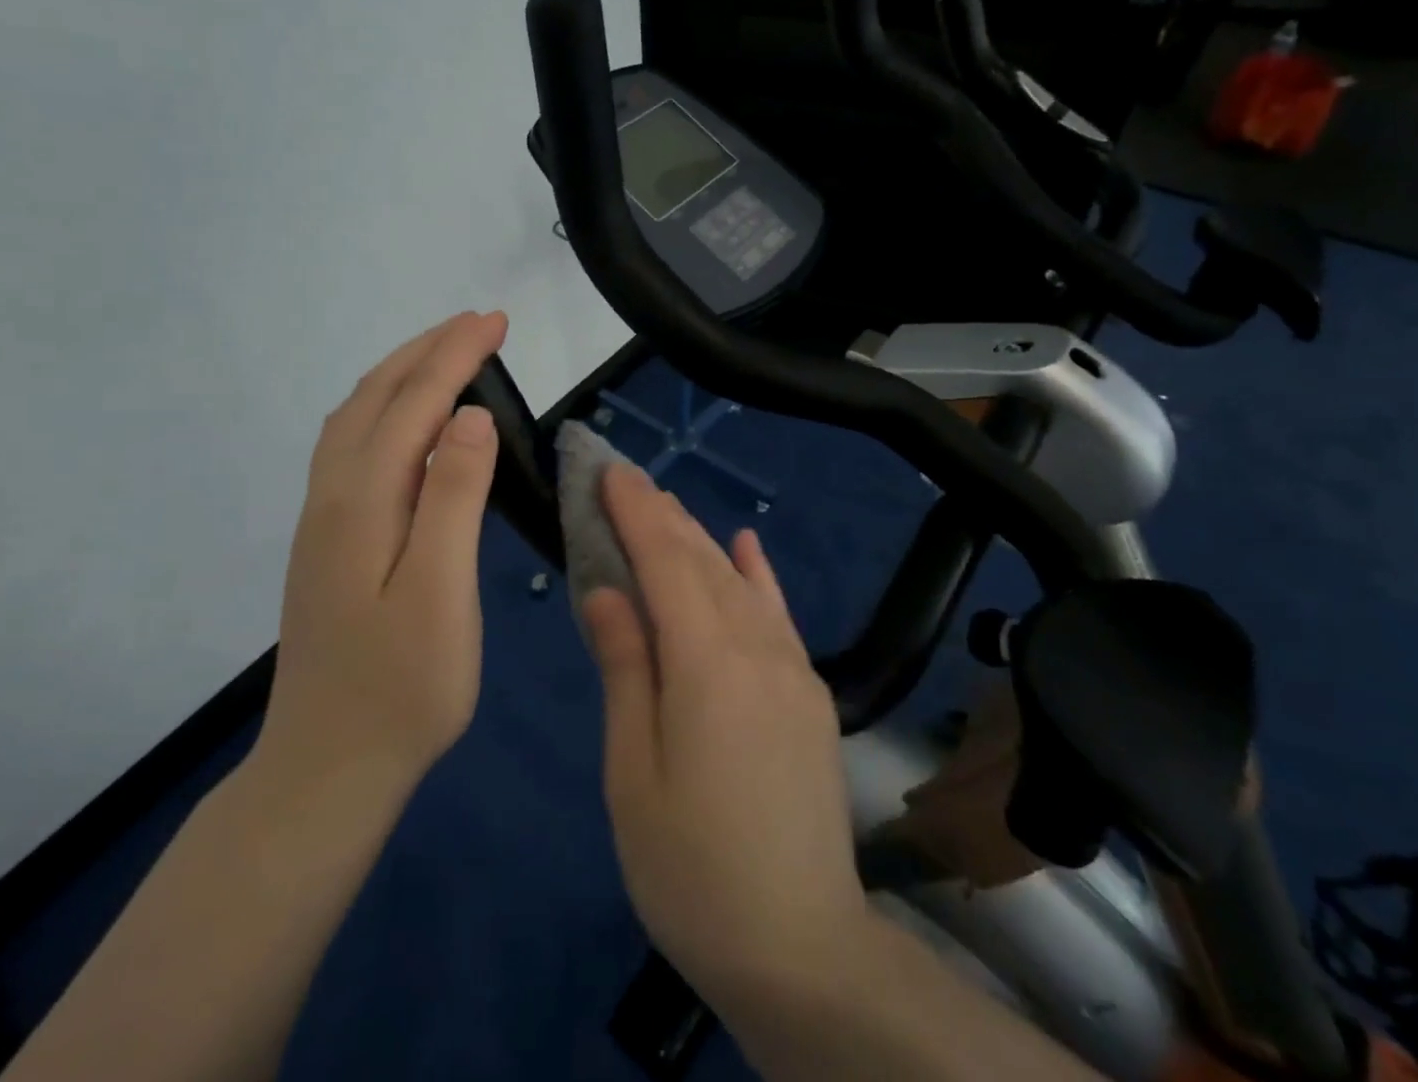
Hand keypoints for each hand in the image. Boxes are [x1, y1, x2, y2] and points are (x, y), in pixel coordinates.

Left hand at [253, 310, 507, 810]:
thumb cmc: (403, 688)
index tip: (496, 321)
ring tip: (445, 353)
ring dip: (400, 374)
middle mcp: (333, 497)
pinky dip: (383, 409)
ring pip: (355, 419)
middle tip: (478, 323)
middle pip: (375, 398)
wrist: (327, 767)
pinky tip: (405, 421)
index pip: (415, 405)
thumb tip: (471, 416)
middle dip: (427, 351)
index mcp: (363, 503)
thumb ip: (454, 499)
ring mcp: (323, 519)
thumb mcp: (442, 594)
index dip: (456, 357)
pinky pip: (351, 446)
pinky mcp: (328, 540)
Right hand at [583, 464, 871, 1000]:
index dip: (635, 512)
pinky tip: (744, 543)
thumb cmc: (692, 868)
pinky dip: (757, 573)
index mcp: (706, 664)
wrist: (800, 945)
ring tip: (664, 504)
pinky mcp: (809, 692)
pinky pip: (779, 613)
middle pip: (702, 562)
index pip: (665, 563)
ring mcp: (791, 667)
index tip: (610, 471)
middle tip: (626, 478)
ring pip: (737, 581)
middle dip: (661, 515)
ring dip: (698, 537)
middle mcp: (756, 648)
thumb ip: (626, 669)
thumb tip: (607, 591)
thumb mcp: (634, 772)